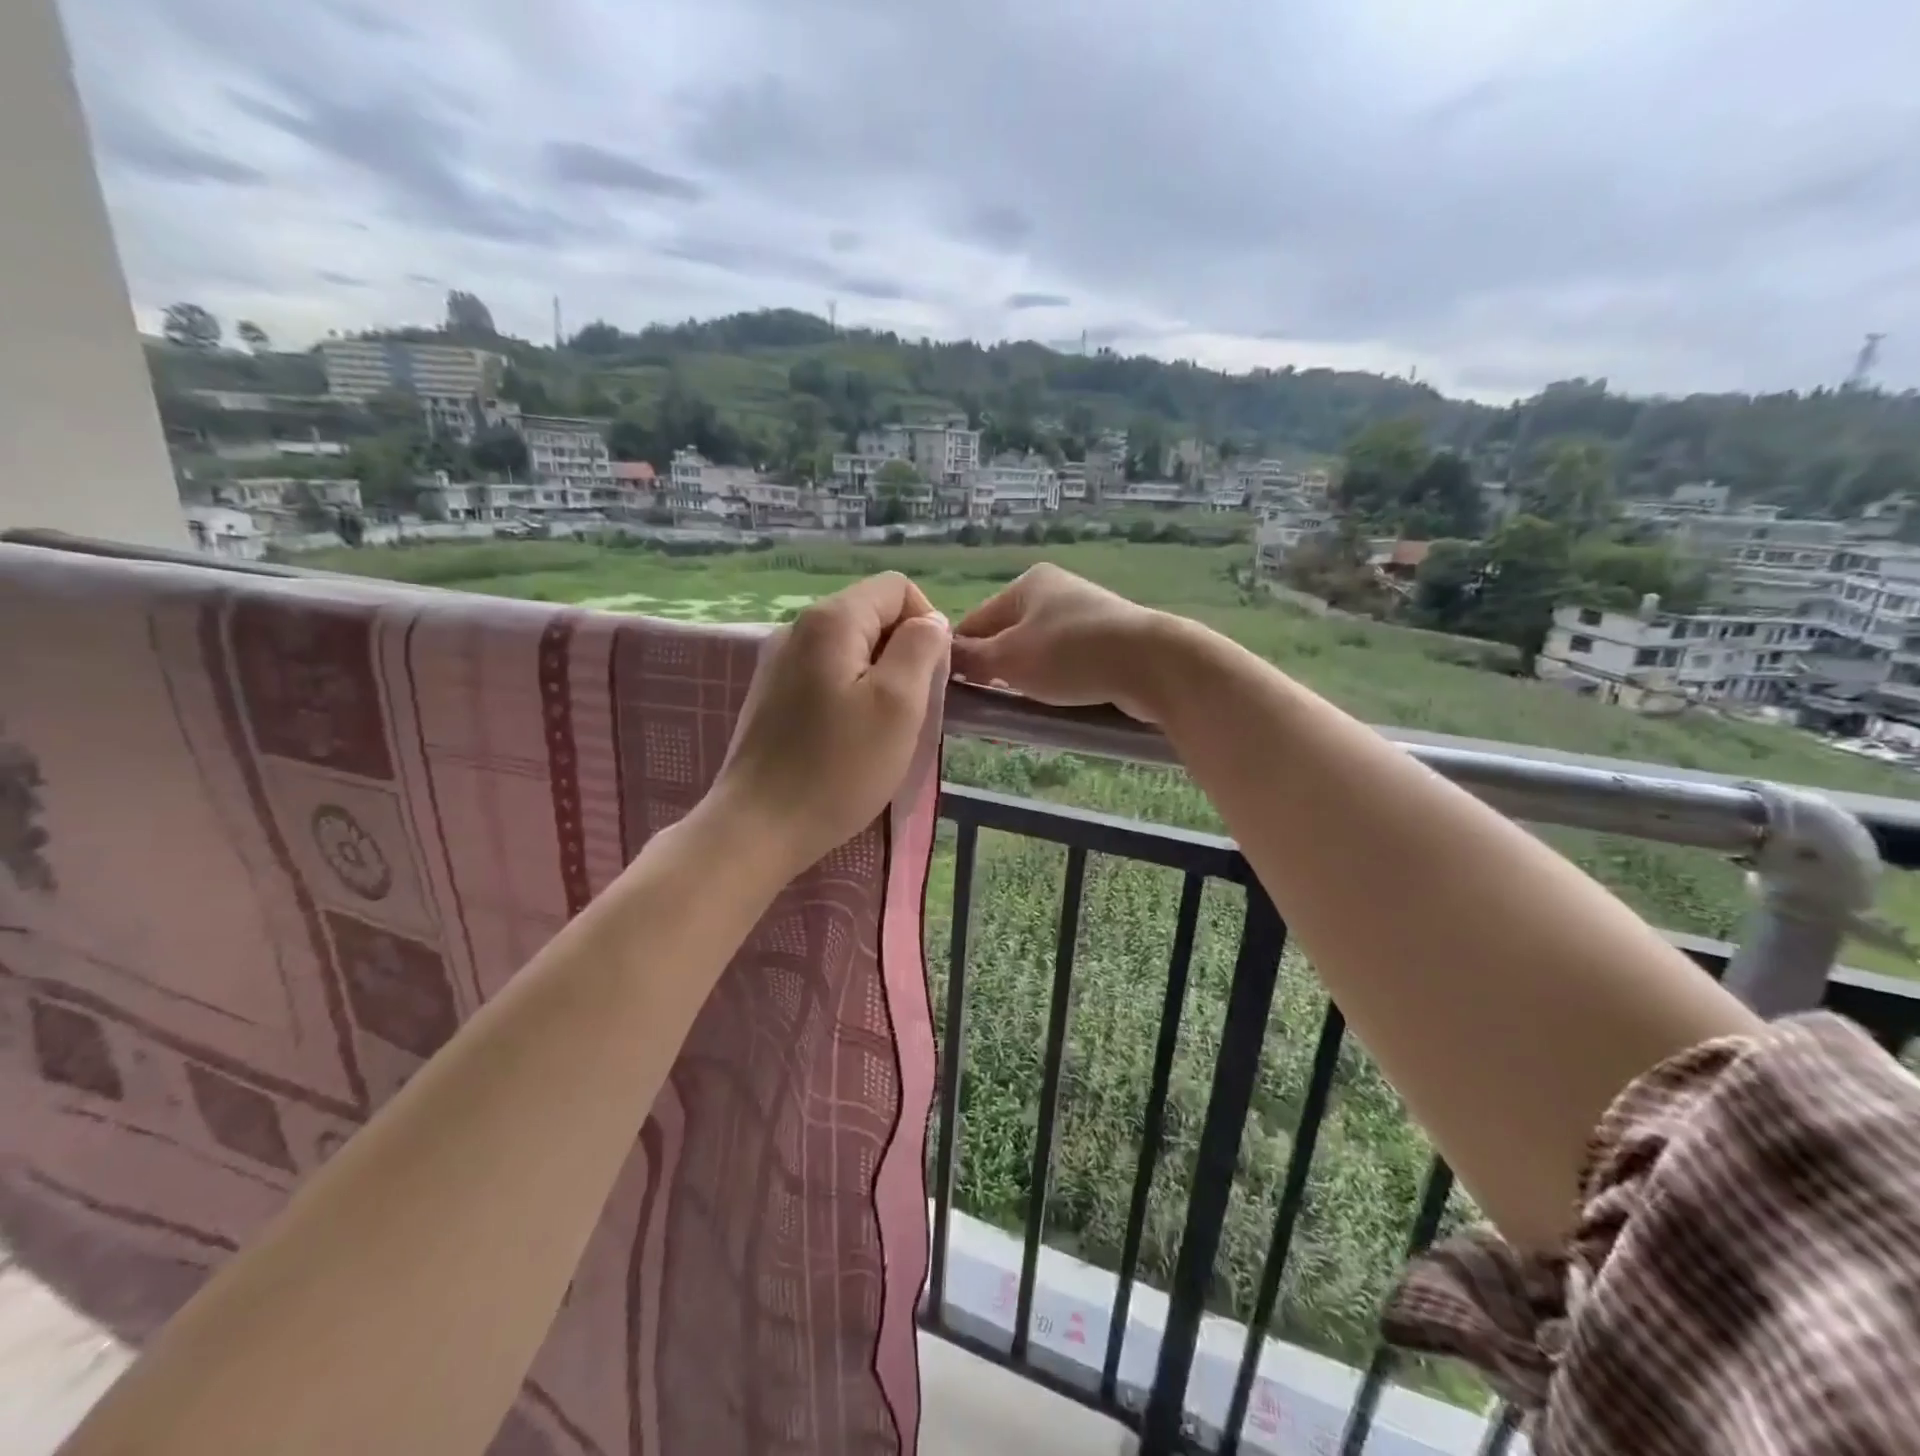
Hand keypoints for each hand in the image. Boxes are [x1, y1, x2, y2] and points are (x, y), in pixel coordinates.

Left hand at [712, 573, 948, 874]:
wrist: (758, 827)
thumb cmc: (838, 767)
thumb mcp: (899, 704)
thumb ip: (921, 648)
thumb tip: (930, 623)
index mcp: (831, 620)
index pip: (897, 588)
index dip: (927, 623)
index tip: (932, 678)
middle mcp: (798, 628)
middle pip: (872, 615)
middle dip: (903, 654)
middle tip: (910, 711)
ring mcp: (778, 662)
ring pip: (850, 649)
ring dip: (879, 680)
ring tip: (881, 730)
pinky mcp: (771, 696)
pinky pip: (826, 675)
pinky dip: (850, 695)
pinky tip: (849, 739)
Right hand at [950, 564, 1173, 722]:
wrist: (1152, 664)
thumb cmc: (1070, 655)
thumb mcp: (1009, 658)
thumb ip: (971, 658)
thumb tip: (943, 656)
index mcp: (1028, 584)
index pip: (976, 621)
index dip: (960, 656)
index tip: (952, 691)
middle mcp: (1056, 593)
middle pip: (1007, 638)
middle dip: (994, 673)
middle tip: (984, 708)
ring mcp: (1086, 618)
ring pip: (1037, 655)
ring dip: (1023, 683)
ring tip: (1015, 712)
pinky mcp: (1108, 644)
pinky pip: (1066, 667)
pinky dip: (1054, 685)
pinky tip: (1050, 707)